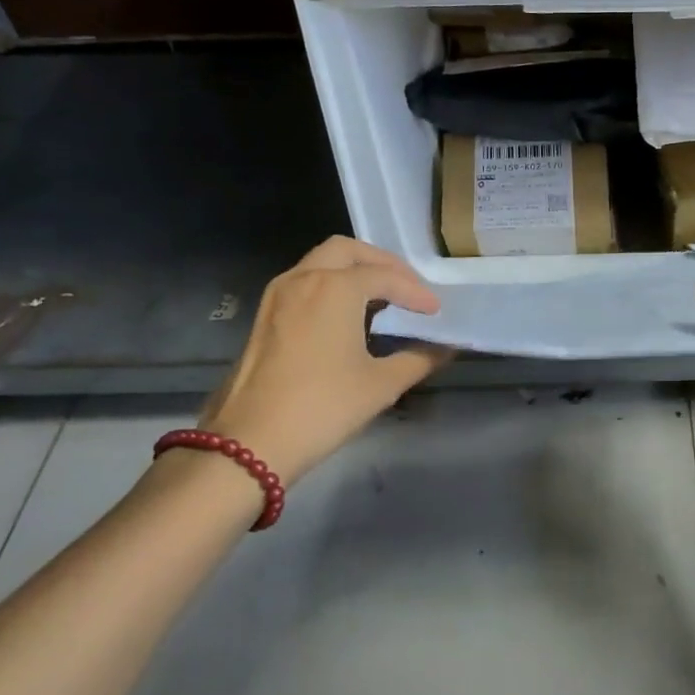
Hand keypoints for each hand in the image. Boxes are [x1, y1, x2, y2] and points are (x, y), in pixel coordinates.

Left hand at [198, 237, 450, 487]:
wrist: (250, 443)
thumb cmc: (323, 407)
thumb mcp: (381, 385)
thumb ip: (418, 359)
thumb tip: (444, 348)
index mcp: (335, 288)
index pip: (386, 276)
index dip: (415, 292)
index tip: (435, 311)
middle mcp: (303, 279)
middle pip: (347, 251)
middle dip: (381, 263)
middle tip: (407, 286)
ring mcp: (278, 295)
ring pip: (320, 262)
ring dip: (353, 271)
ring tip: (381, 298)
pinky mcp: (264, 316)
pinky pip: (304, 282)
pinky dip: (331, 285)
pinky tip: (348, 316)